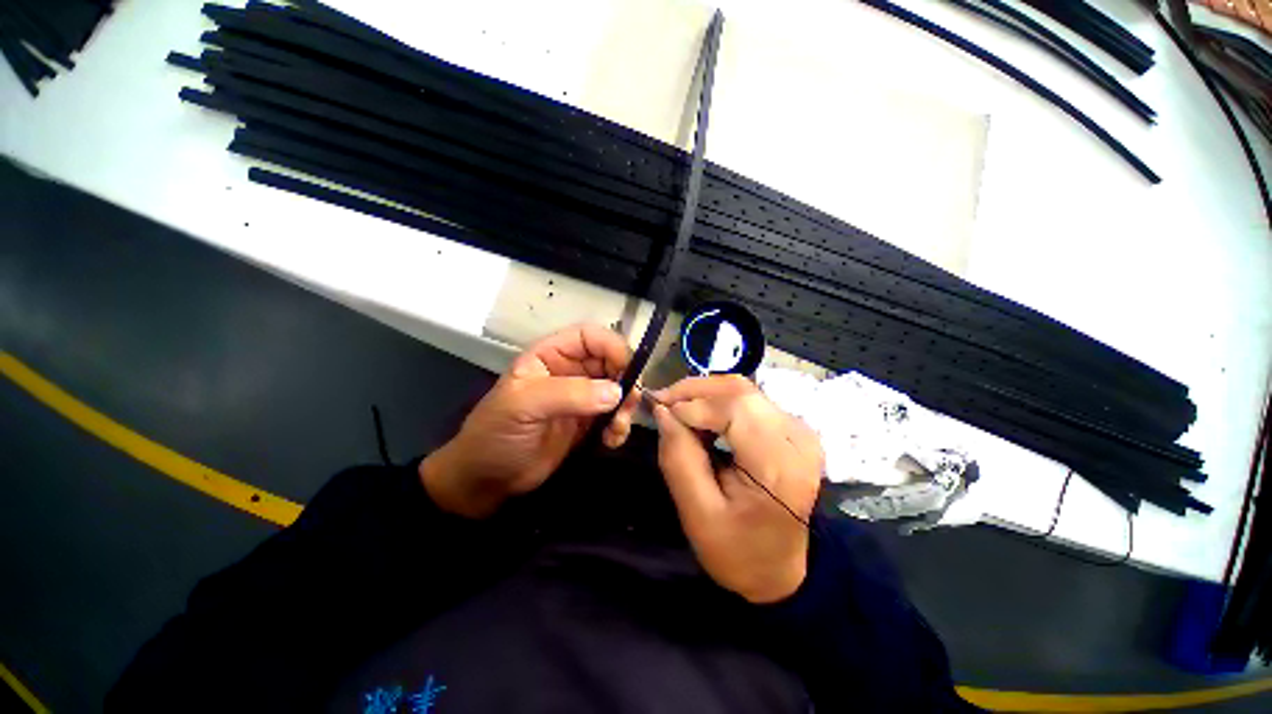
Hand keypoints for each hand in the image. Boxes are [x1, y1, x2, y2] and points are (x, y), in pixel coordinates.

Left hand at [421, 324, 640, 517]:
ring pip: (618, 389)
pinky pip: (615, 415)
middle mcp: (569, 371)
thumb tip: (616, 392)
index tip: (628, 371)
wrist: (487, 481)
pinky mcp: (588, 422)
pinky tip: (611, 440)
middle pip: (611, 361)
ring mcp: (581, 397)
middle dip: (625, 380)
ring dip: (626, 407)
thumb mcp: (524, 406)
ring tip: (617, 428)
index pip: (590, 336)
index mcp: (550, 355)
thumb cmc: (495, 434)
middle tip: (630, 404)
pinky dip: (620, 426)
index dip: (612, 347)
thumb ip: (569, 394)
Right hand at [652, 376, 823, 603]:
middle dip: (695, 390)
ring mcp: (800, 431)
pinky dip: (719, 400)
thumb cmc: (737, 551)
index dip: (694, 404)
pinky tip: (700, 416)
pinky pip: (750, 400)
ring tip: (677, 409)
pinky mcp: (793, 429)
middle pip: (740, 391)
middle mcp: (798, 439)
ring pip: (743, 390)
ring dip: (705, 393)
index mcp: (779, 467)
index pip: (736, 409)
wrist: (779, 571)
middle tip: (663, 402)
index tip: (661, 411)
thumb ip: (678, 458)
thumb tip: (662, 411)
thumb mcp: (697, 514)